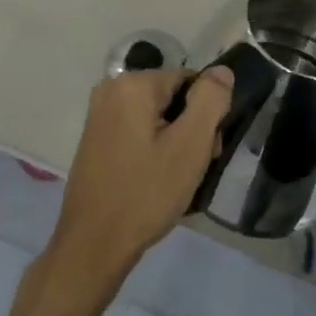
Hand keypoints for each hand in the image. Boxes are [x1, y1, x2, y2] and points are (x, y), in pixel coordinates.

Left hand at [40, 67, 233, 300]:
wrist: (94, 244)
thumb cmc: (146, 193)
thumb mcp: (190, 146)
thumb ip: (210, 100)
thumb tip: (222, 70)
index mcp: (132, 84)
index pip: (190, 81)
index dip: (206, 115)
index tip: (207, 150)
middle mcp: (111, 89)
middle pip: (172, 98)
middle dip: (190, 129)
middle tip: (193, 169)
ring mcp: (100, 115)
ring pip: (157, 118)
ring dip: (174, 143)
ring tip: (176, 180)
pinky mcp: (96, 139)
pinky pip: (138, 132)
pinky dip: (153, 151)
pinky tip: (156, 181)